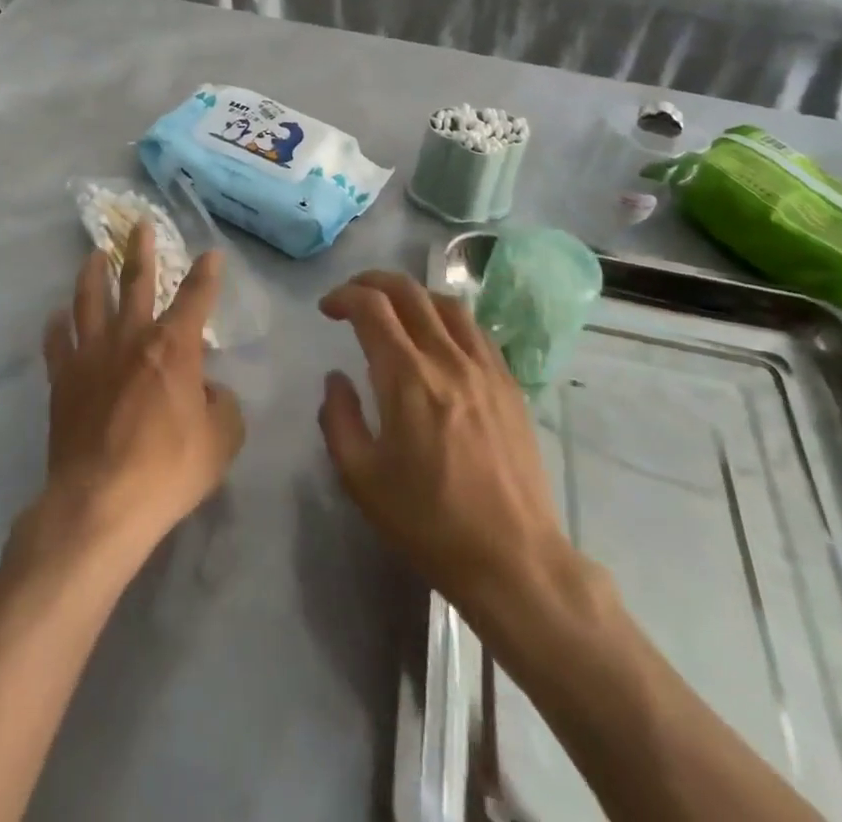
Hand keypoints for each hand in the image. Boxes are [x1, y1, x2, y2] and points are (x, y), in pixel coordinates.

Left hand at [34, 223, 244, 563]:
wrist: (100, 502)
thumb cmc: (168, 470)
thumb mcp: (221, 441)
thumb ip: (222, 406)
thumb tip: (207, 390)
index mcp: (173, 346)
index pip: (196, 297)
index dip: (206, 273)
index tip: (211, 253)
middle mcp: (131, 337)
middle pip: (137, 282)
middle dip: (141, 251)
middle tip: (139, 224)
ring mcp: (91, 355)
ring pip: (90, 301)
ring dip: (94, 274)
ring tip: (94, 254)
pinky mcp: (63, 379)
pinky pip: (57, 342)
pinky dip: (58, 325)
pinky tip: (57, 315)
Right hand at [317, 271, 575, 624]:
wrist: (514, 560)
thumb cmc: (429, 523)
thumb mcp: (362, 478)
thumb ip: (338, 418)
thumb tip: (336, 378)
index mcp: (407, 378)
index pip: (371, 307)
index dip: (344, 296)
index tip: (327, 309)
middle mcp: (448, 359)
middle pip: (409, 291)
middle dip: (372, 282)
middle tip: (353, 296)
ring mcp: (485, 368)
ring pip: (447, 303)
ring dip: (412, 294)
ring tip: (395, 308)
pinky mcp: (510, 384)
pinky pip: (476, 330)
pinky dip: (448, 318)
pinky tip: (439, 338)